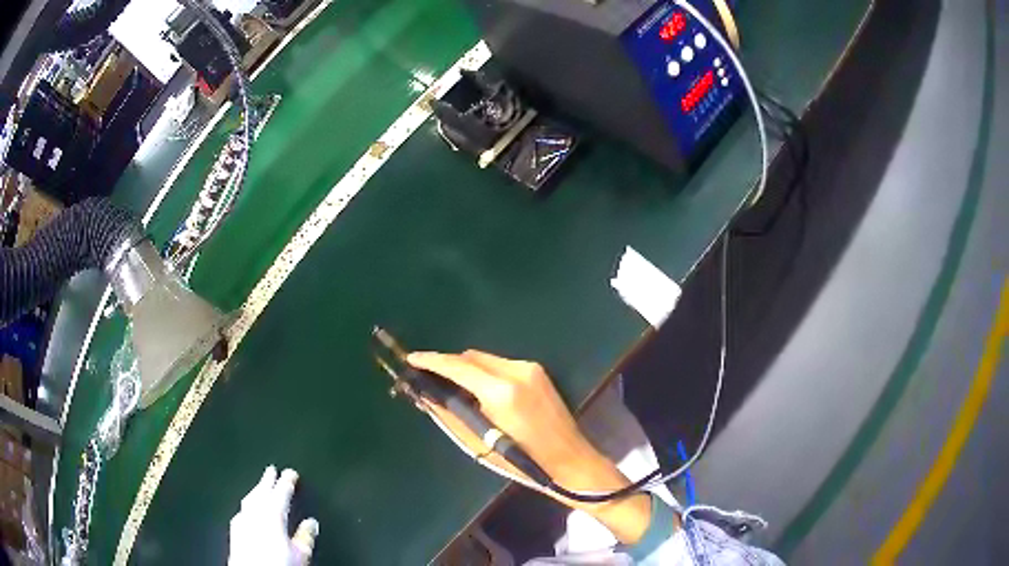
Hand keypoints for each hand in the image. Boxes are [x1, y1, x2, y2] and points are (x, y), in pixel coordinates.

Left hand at [229, 466, 318, 565]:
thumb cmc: (277, 565)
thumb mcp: (300, 553)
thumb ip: (306, 536)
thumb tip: (311, 524)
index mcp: (272, 514)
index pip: (281, 492)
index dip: (286, 481)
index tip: (290, 473)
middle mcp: (254, 513)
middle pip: (261, 491)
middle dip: (267, 480)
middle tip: (271, 470)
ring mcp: (241, 520)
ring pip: (249, 499)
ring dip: (256, 490)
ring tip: (260, 485)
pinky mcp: (234, 531)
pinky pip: (241, 510)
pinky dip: (247, 505)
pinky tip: (248, 509)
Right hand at [407, 350, 656, 542]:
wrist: (568, 461)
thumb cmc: (522, 460)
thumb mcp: (479, 442)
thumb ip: (450, 415)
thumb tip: (427, 396)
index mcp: (502, 391)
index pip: (458, 367)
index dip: (432, 361)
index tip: (411, 359)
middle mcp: (517, 371)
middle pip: (472, 357)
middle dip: (450, 365)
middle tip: (432, 380)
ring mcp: (531, 369)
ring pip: (487, 360)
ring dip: (469, 370)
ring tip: (457, 391)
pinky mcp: (539, 373)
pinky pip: (502, 366)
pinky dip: (486, 374)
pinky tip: (483, 394)